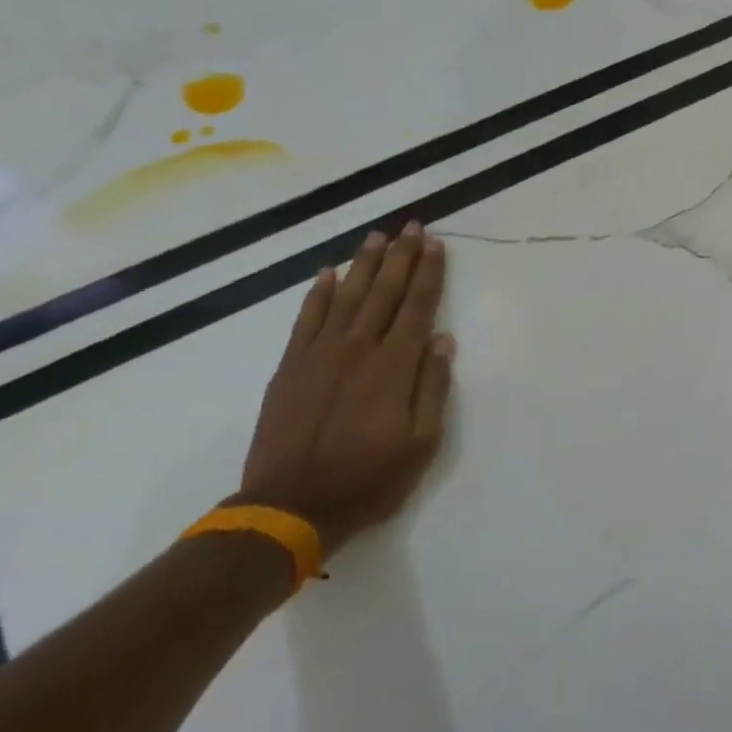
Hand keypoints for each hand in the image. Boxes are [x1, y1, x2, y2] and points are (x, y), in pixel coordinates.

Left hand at [238, 223, 454, 553]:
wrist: (289, 506)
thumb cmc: (369, 479)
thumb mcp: (422, 443)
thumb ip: (432, 387)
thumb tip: (442, 340)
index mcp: (394, 366)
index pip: (417, 306)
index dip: (428, 273)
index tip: (435, 244)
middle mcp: (358, 348)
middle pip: (384, 292)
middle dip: (401, 256)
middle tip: (411, 225)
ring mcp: (319, 354)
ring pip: (347, 296)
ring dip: (364, 264)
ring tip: (376, 236)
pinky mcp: (290, 366)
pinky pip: (306, 318)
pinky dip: (318, 292)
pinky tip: (328, 272)